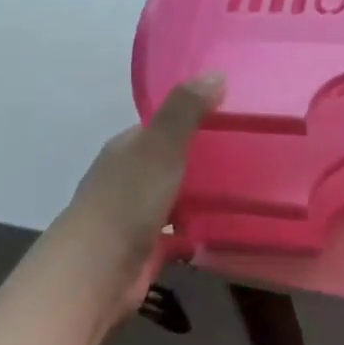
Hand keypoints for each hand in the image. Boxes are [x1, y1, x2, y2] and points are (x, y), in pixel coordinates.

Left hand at [45, 74, 223, 327]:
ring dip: (199, 195)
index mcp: (126, 149)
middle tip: (246, 154)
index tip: (229, 117)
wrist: (97, 271)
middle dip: (199, 159)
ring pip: (173, 197)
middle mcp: (127, 179)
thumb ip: (186, 110)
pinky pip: (178, 233)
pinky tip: (224, 227)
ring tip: (244, 188)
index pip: (159, 127)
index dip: (190, 119)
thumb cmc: (128, 199)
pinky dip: (196, 230)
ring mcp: (134, 216)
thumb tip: (215, 73)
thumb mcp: (161, 145)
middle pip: (167, 162)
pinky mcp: (146, 249)